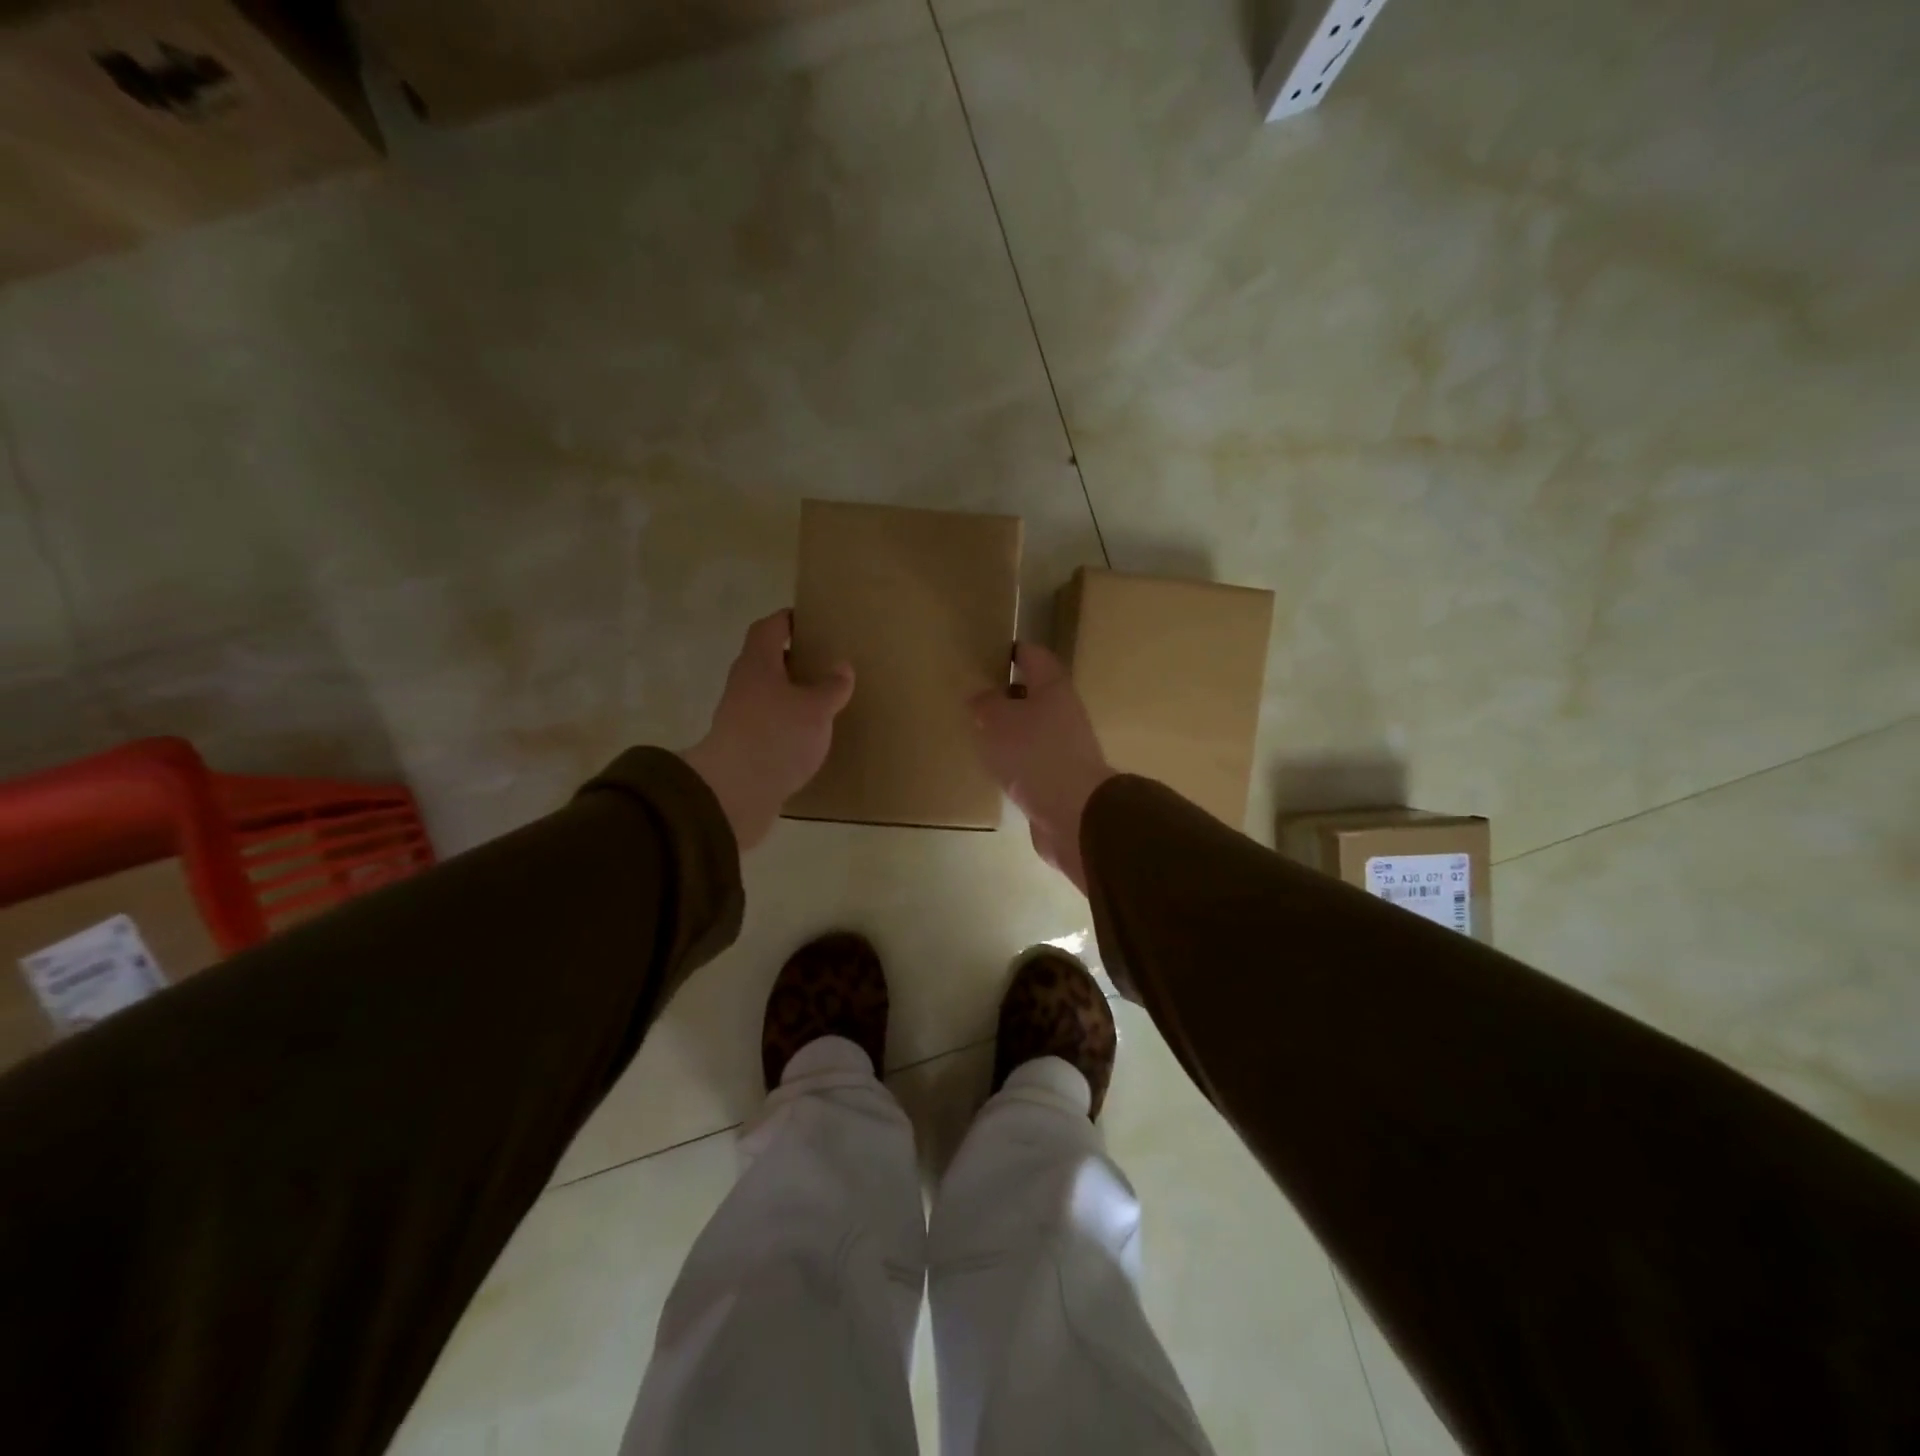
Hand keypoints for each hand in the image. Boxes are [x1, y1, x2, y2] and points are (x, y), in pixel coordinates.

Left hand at [681, 610, 853, 850]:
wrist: (734, 793)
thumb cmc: (776, 737)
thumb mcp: (815, 709)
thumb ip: (831, 687)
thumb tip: (841, 667)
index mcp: (757, 664)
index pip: (769, 628)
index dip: (788, 620)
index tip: (810, 621)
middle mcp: (743, 685)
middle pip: (766, 661)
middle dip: (793, 660)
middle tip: (825, 662)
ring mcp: (739, 718)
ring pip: (768, 695)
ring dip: (791, 695)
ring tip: (823, 700)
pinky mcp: (743, 748)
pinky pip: (769, 726)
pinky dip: (787, 725)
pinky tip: (809, 737)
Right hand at [972, 642, 1113, 893]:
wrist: (1073, 813)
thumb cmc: (1034, 753)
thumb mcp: (997, 720)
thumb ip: (985, 704)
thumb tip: (982, 698)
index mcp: (1053, 687)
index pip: (1033, 656)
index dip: (1012, 651)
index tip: (988, 653)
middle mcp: (1064, 712)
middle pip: (1034, 694)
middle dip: (1007, 695)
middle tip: (975, 698)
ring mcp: (1065, 748)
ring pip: (1033, 729)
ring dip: (1010, 731)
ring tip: (979, 734)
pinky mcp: (1060, 779)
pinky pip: (1033, 761)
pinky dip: (1015, 761)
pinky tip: (994, 768)